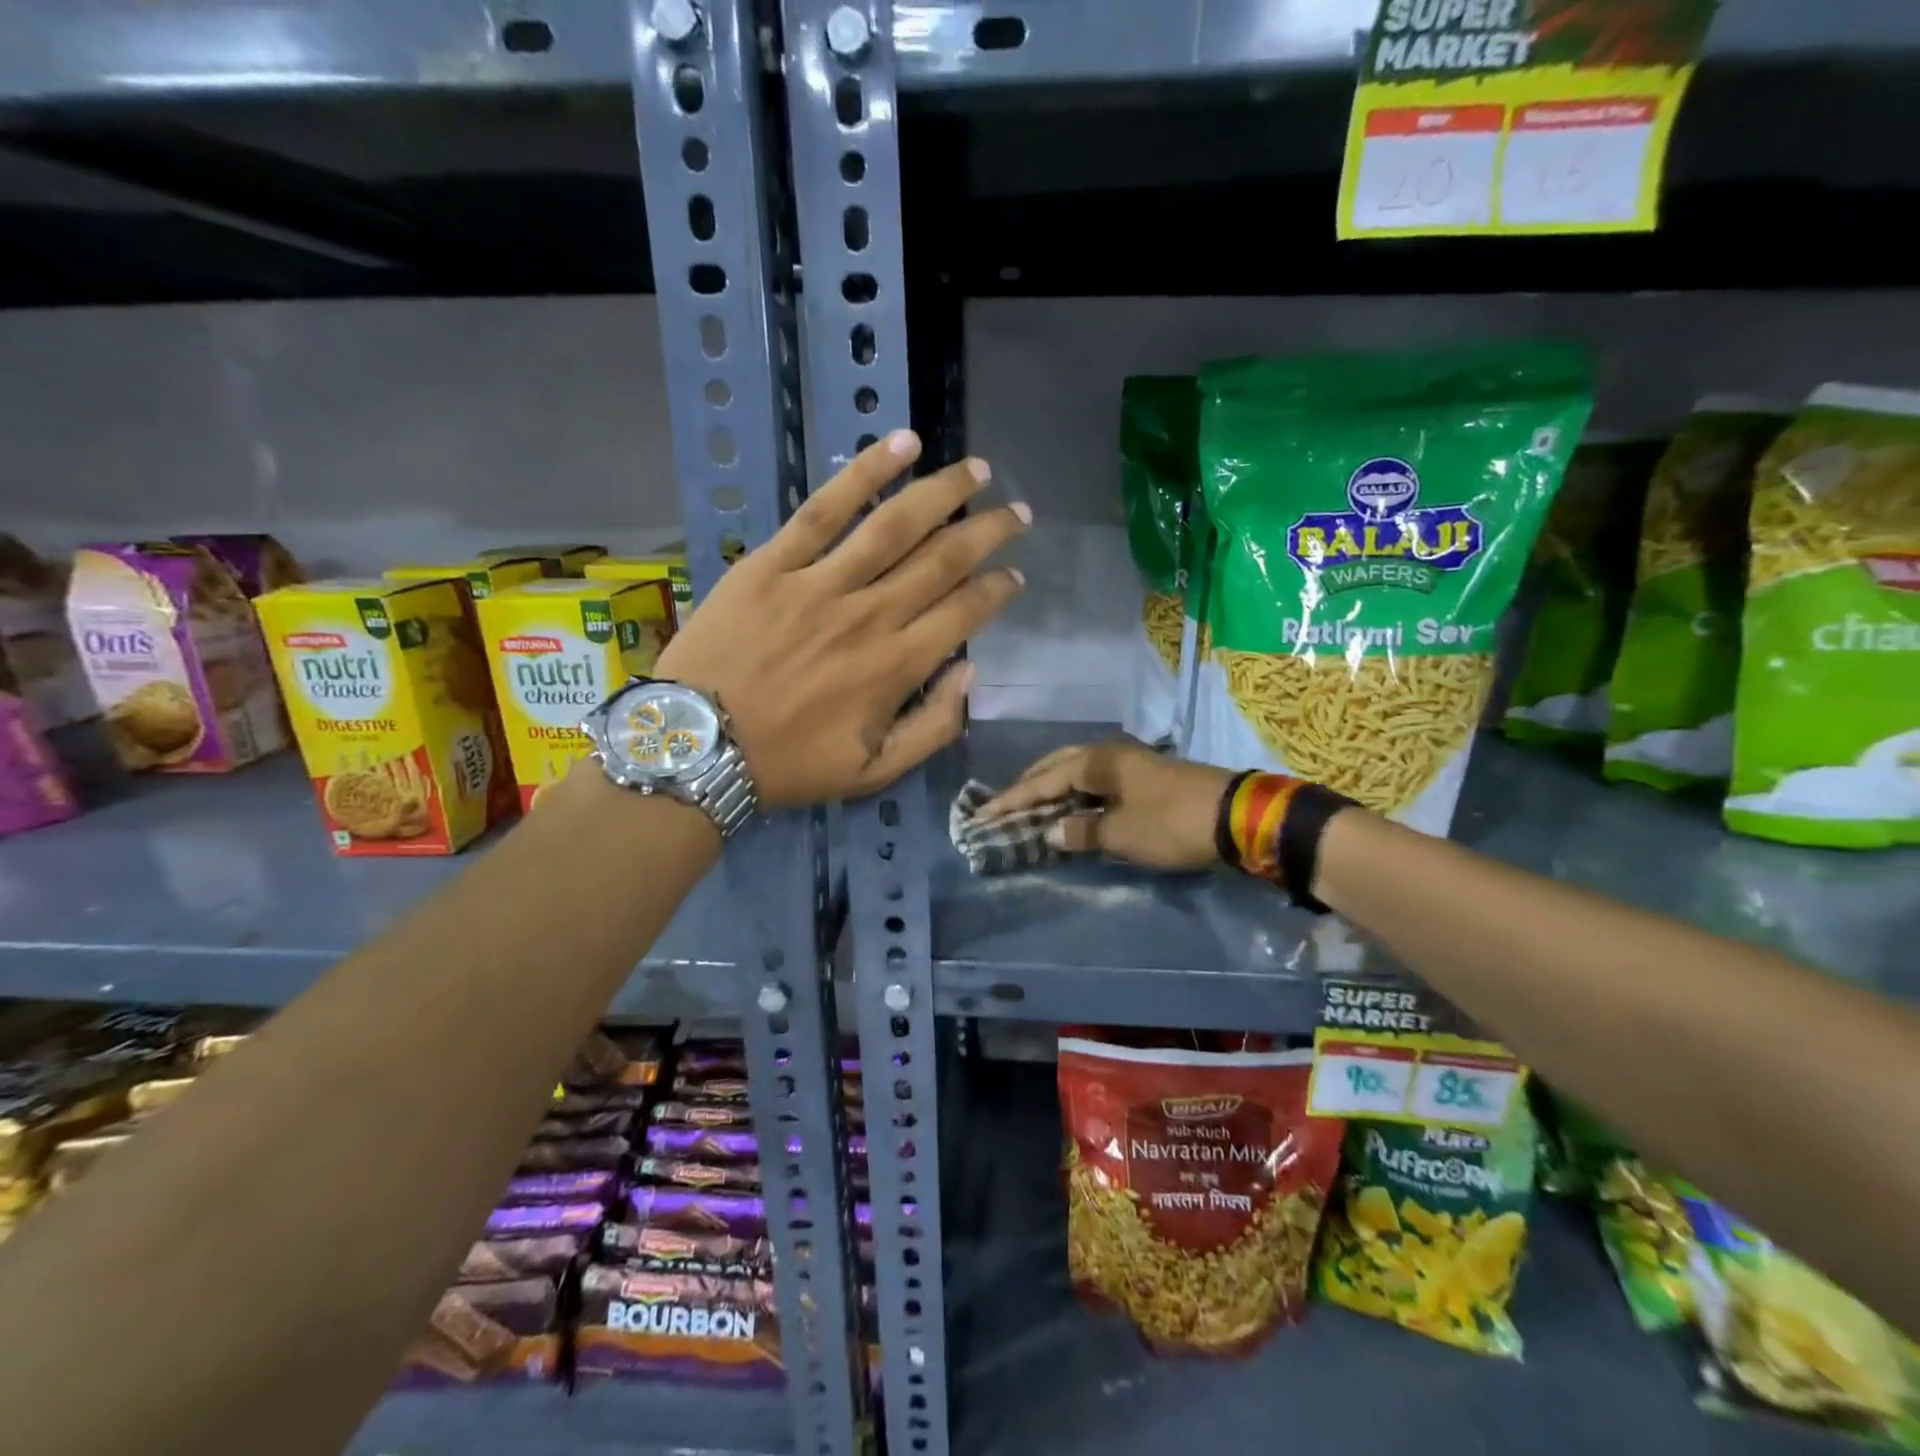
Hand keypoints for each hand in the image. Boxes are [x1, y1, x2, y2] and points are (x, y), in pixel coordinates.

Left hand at [655, 431, 1027, 807]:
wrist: (697, 746)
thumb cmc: (789, 765)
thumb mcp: (874, 772)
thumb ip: (933, 728)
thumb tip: (970, 674)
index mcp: (897, 667)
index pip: (965, 613)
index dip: (998, 590)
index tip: (1015, 576)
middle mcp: (871, 615)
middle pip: (944, 559)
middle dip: (989, 532)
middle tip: (1017, 513)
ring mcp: (821, 583)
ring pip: (896, 524)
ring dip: (944, 492)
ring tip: (978, 470)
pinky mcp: (774, 562)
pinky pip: (824, 509)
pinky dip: (865, 472)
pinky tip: (901, 443)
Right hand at [982, 739, 1230, 870]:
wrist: (1237, 816)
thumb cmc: (1172, 823)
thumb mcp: (1122, 833)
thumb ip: (1081, 831)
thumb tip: (1050, 832)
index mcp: (1097, 761)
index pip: (1043, 780)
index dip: (1013, 800)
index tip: (985, 814)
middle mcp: (1109, 754)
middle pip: (1058, 766)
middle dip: (1030, 786)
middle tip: (1005, 806)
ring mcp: (1130, 762)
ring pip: (1078, 771)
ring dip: (1053, 788)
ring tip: (1032, 807)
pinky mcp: (1145, 776)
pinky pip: (1097, 781)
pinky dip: (1077, 794)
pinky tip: (1073, 808)